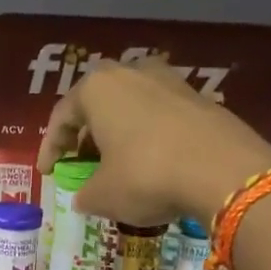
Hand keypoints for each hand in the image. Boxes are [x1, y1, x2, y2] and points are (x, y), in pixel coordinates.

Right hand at [37, 60, 270, 227]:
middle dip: (86, 136)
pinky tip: (152, 164)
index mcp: (97, 89)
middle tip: (80, 164)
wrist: (222, 170)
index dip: (49, 148)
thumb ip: (84, 194)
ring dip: (118, 135)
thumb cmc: (146, 176)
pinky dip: (148, 138)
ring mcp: (170, 81)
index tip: (47, 173)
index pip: (61, 116)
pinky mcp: (199, 98)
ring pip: (131, 108)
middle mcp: (132, 73)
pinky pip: (160, 117)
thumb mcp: (103, 196)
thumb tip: (84, 197)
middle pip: (97, 105)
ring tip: (116, 164)